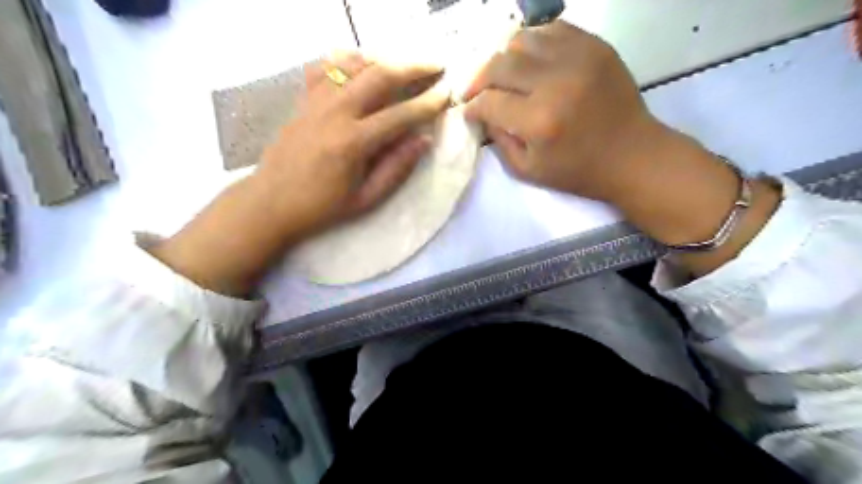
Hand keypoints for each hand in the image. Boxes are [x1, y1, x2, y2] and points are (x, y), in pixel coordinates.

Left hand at [149, 53, 447, 294]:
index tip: (447, 93)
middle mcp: (335, 113)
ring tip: (404, 64)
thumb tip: (424, 140)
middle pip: (379, 76)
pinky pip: (326, 69)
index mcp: (353, 143)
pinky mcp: (303, 101)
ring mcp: (316, 102)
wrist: (270, 203)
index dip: (428, 103)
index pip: (400, 115)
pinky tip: (360, 65)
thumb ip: (396, 169)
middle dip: (413, 67)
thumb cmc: (322, 207)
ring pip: (354, 65)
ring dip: (384, 60)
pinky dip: (347, 61)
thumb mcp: (365, 199)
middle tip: (435, 65)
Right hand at [464, 19, 653, 201]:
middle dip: (480, 80)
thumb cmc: (578, 171)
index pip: (489, 102)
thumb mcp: (528, 170)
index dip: (472, 107)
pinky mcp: (596, 46)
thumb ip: (499, 141)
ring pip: (522, 40)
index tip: (469, 111)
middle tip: (479, 92)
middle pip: (499, 65)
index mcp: (538, 121)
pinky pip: (552, 29)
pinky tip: (534, 62)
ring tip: (506, 76)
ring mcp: (578, 58)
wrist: (632, 155)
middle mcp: (555, 82)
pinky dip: (534, 44)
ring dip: (505, 59)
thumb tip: (484, 114)